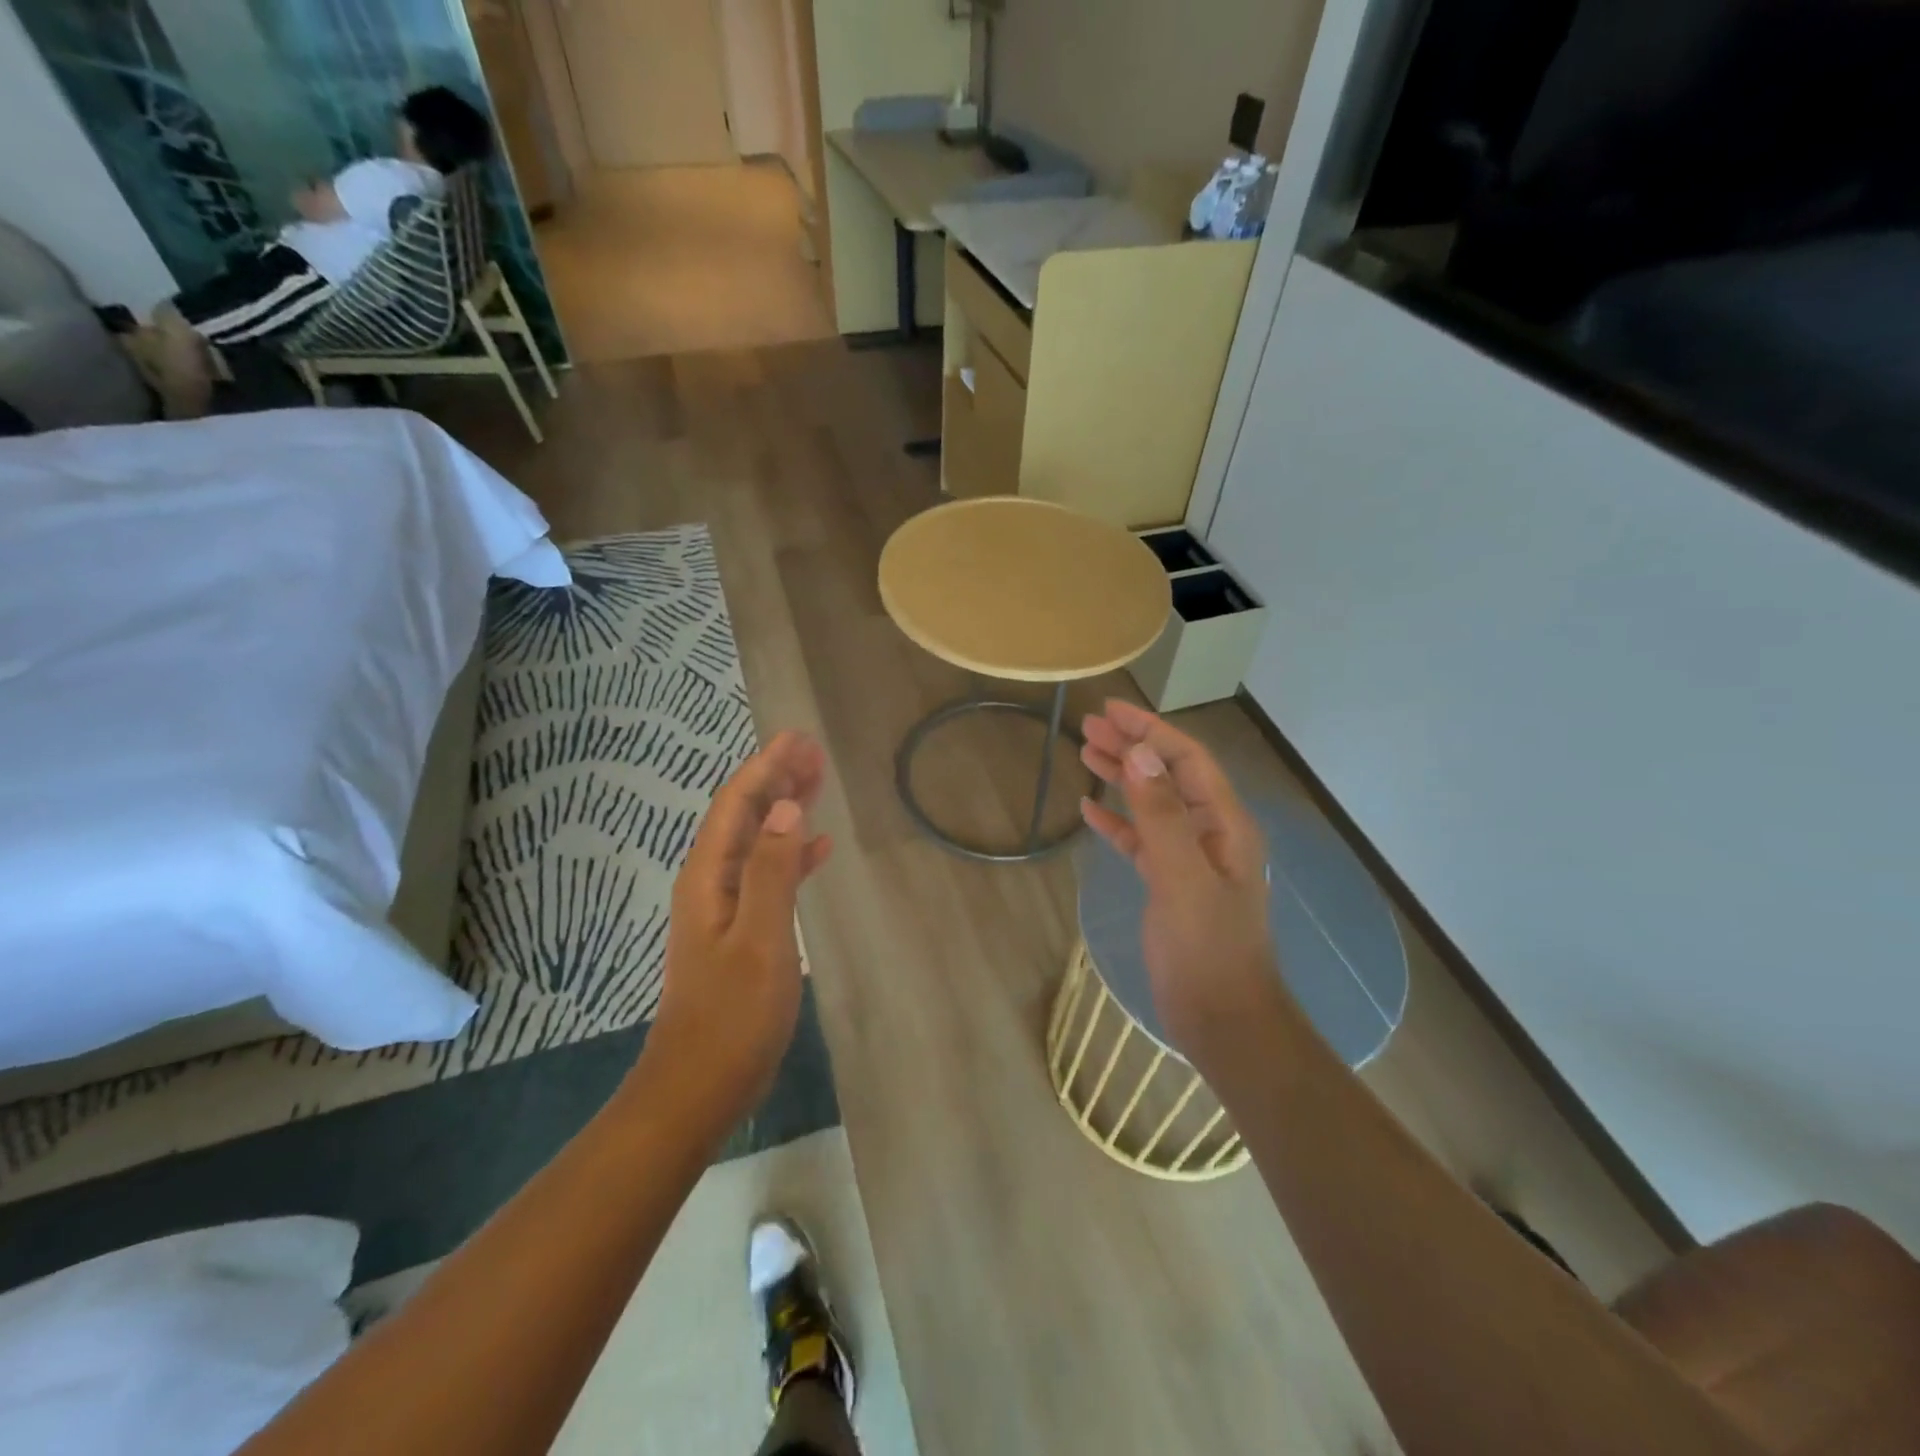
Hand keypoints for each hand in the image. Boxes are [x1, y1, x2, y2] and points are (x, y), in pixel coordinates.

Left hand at [643, 732, 832, 1134]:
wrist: (699, 1086)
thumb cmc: (732, 1015)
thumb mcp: (760, 939)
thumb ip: (771, 871)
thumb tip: (784, 806)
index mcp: (708, 877)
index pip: (737, 805)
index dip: (766, 767)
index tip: (798, 738)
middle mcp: (711, 882)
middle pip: (744, 816)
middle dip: (776, 779)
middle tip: (814, 751)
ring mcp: (724, 908)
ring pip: (757, 841)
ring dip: (785, 811)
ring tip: (819, 784)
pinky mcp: (740, 931)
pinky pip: (767, 875)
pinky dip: (791, 854)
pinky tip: (817, 848)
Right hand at [1080, 701, 1283, 1064]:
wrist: (1222, 1019)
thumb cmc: (1207, 949)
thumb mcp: (1183, 878)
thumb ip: (1163, 816)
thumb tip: (1142, 753)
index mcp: (1225, 824)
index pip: (1187, 760)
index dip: (1151, 731)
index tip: (1111, 710)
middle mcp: (1210, 833)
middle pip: (1168, 775)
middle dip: (1132, 746)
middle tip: (1088, 726)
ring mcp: (1190, 859)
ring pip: (1152, 804)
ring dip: (1122, 776)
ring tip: (1085, 752)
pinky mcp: (1169, 883)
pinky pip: (1141, 840)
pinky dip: (1117, 821)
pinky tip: (1090, 810)